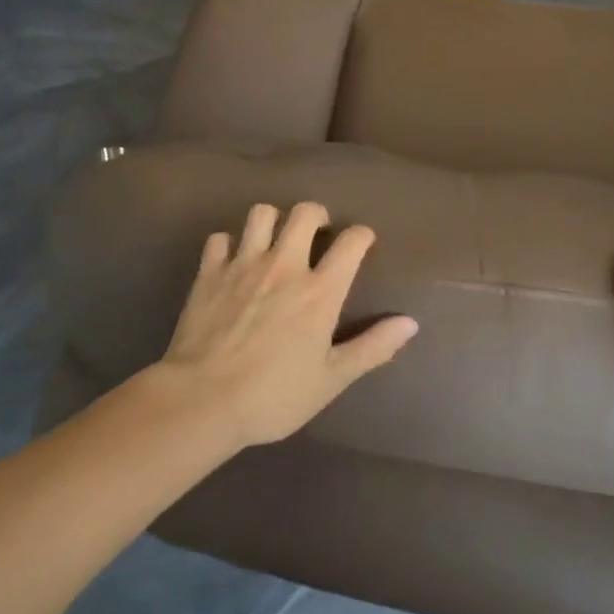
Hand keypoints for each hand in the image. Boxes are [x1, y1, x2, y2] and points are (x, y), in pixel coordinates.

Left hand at [157, 202, 418, 448]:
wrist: (202, 401)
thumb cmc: (273, 396)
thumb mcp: (330, 380)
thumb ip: (372, 348)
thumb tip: (410, 323)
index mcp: (319, 291)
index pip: (351, 242)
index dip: (362, 235)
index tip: (362, 243)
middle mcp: (285, 266)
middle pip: (305, 213)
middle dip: (316, 215)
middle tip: (317, 233)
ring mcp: (244, 264)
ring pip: (261, 214)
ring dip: (272, 221)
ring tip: (274, 239)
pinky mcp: (210, 272)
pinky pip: (219, 239)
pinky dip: (228, 244)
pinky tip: (232, 260)